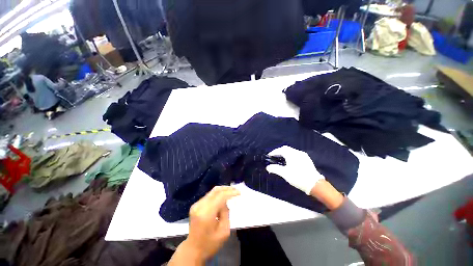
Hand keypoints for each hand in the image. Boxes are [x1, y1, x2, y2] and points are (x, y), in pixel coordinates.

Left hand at [170, 186, 239, 264]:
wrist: (193, 250)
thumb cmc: (210, 244)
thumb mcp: (224, 232)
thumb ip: (226, 213)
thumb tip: (225, 202)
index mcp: (206, 213)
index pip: (220, 196)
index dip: (230, 192)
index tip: (239, 192)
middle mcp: (200, 206)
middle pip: (215, 191)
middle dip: (227, 189)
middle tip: (235, 190)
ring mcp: (196, 205)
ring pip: (212, 192)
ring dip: (222, 191)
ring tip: (231, 192)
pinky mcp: (195, 206)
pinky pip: (209, 196)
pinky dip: (217, 195)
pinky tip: (222, 198)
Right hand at [266, 146, 324, 194]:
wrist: (314, 184)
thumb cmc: (298, 177)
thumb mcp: (284, 173)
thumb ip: (275, 169)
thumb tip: (268, 167)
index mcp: (291, 154)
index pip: (280, 150)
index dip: (274, 152)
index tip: (269, 156)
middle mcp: (297, 152)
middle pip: (286, 148)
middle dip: (279, 151)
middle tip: (274, 156)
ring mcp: (303, 155)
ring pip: (291, 151)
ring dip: (285, 153)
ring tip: (281, 159)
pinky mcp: (307, 159)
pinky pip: (296, 154)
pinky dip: (291, 155)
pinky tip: (290, 161)